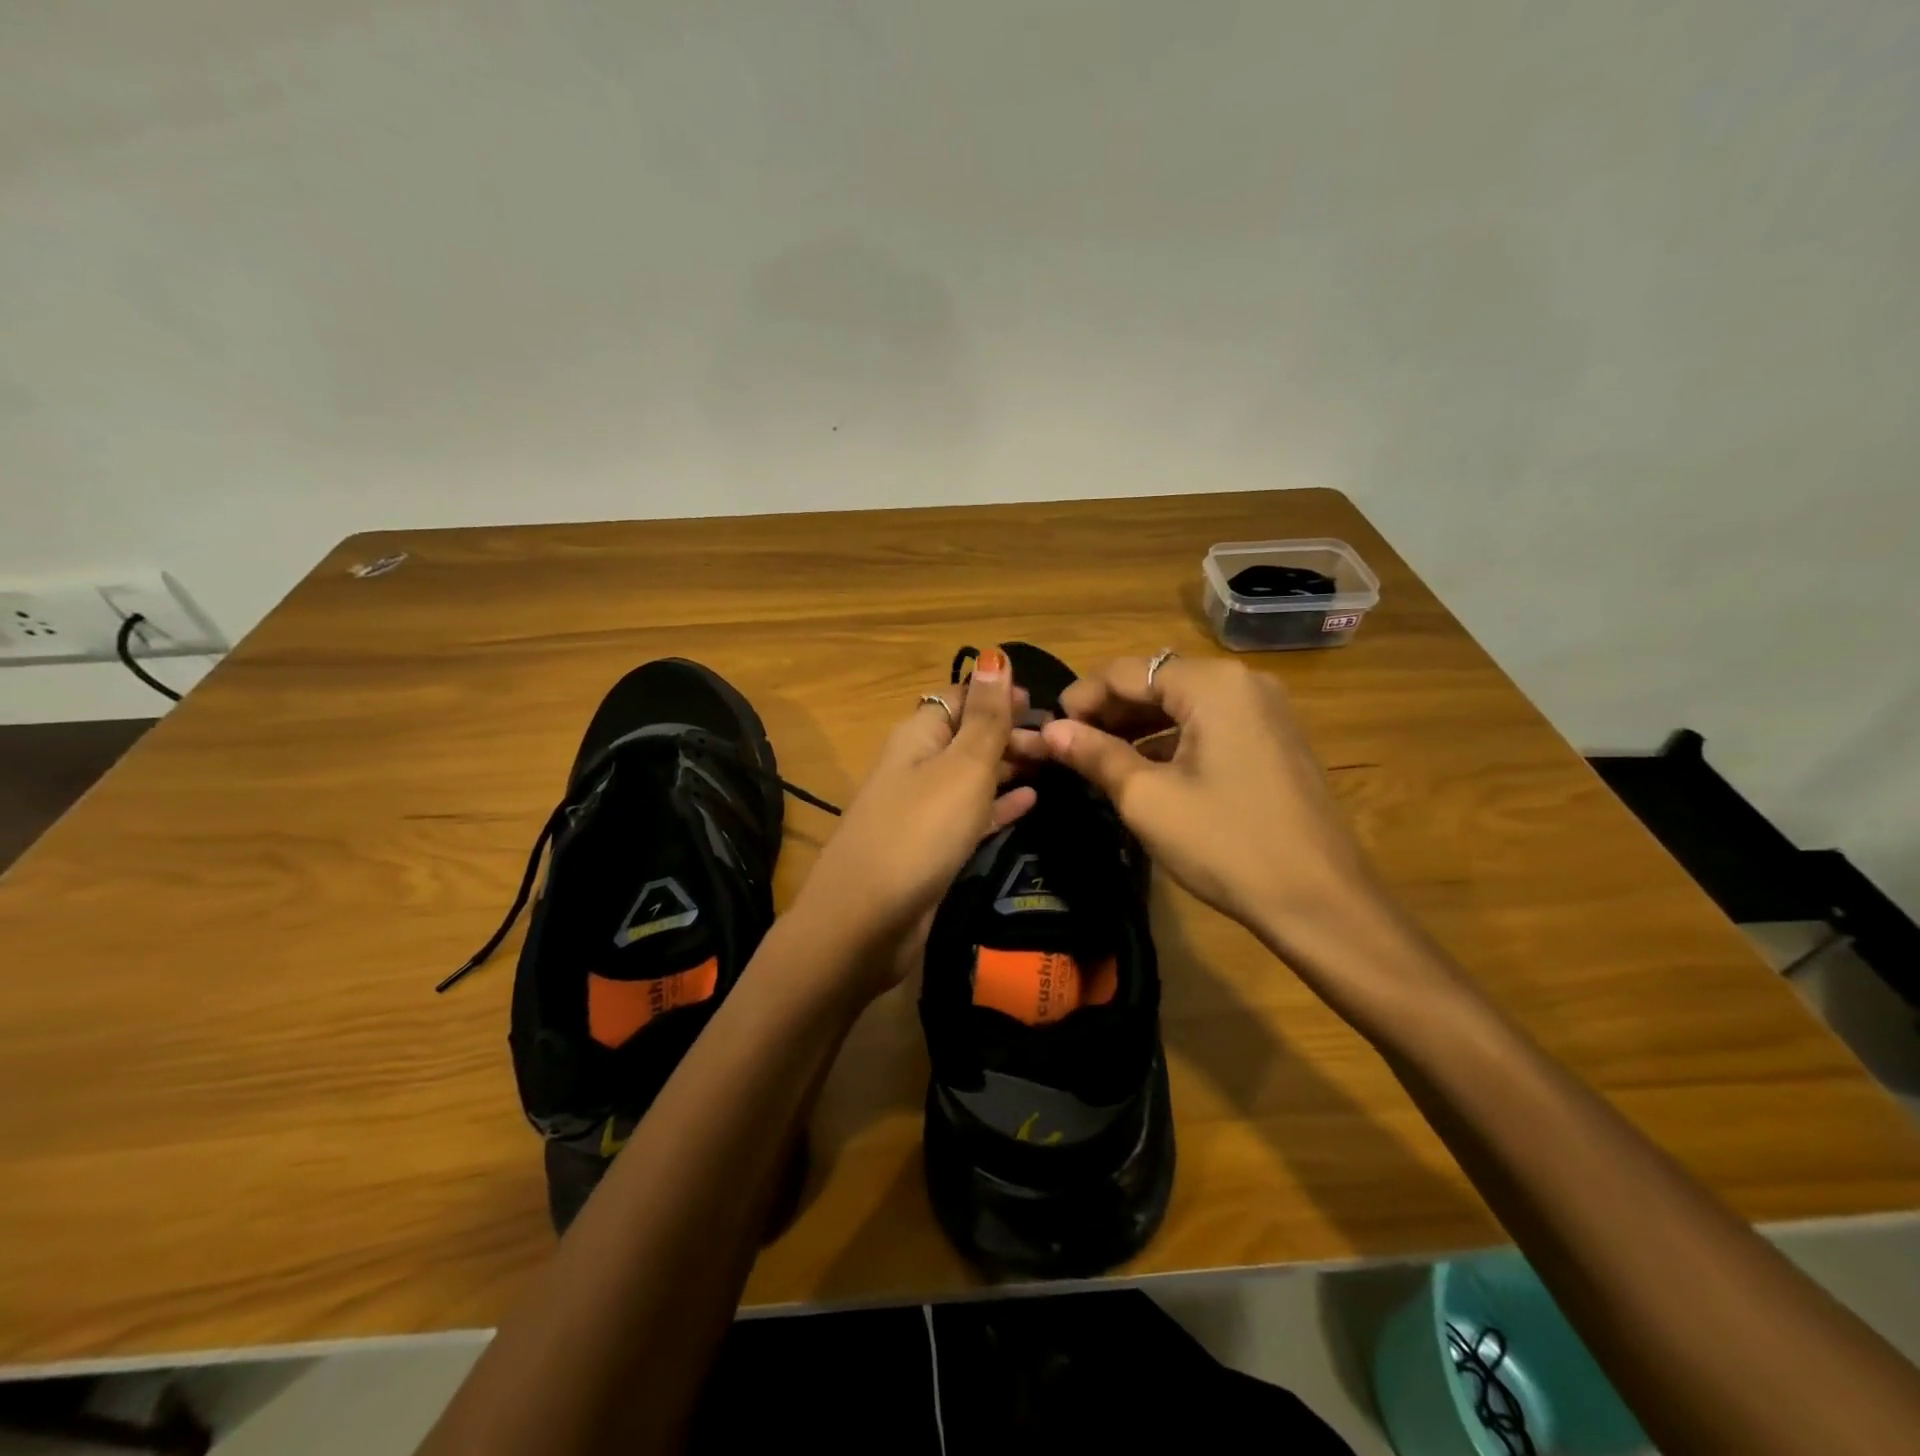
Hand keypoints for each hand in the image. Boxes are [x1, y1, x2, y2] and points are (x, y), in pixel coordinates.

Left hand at [789, 648, 1036, 997]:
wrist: (866, 921)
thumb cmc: (920, 831)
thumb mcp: (962, 767)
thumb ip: (985, 717)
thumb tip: (994, 656)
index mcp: (918, 735)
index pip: (960, 698)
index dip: (999, 695)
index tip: (1046, 705)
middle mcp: (916, 765)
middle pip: (967, 736)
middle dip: (1011, 733)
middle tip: (1060, 743)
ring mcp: (921, 809)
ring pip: (971, 776)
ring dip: (1009, 768)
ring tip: (1055, 765)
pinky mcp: (930, 848)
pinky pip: (971, 815)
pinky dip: (999, 806)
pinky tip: (1031, 803)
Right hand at [1029, 654, 1383, 944]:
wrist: (1320, 902)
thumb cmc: (1226, 844)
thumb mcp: (1147, 799)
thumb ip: (1095, 755)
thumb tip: (1050, 731)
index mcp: (1212, 684)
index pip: (1127, 672)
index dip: (1081, 697)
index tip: (1048, 730)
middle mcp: (1242, 683)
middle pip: (1157, 682)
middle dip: (1109, 711)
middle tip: (1069, 747)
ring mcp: (1265, 710)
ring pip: (1183, 704)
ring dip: (1138, 726)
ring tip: (1098, 758)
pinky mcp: (1275, 740)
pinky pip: (1210, 725)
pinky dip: (1172, 740)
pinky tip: (1145, 768)